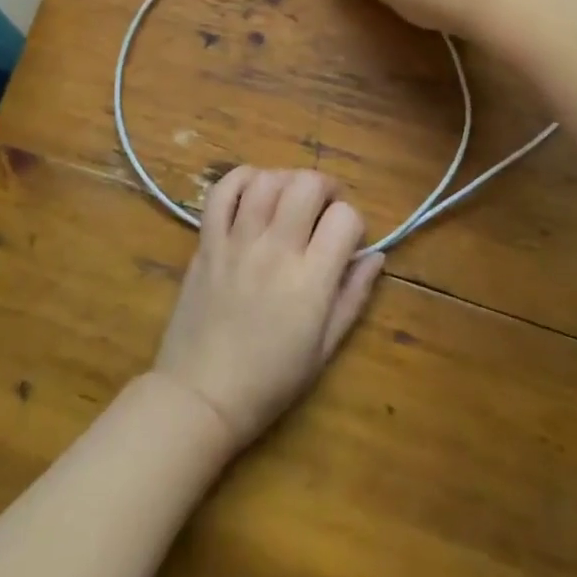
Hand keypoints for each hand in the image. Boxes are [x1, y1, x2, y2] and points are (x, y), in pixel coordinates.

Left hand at [152, 167, 383, 452]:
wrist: (200, 396)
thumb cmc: (269, 381)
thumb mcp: (325, 349)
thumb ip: (353, 296)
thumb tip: (376, 256)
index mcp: (310, 280)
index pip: (345, 218)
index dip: (353, 222)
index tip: (346, 240)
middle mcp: (275, 249)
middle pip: (307, 185)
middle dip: (325, 188)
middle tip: (323, 208)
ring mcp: (237, 242)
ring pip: (267, 180)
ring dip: (286, 181)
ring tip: (289, 200)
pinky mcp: (207, 242)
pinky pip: (222, 191)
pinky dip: (242, 179)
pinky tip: (254, 191)